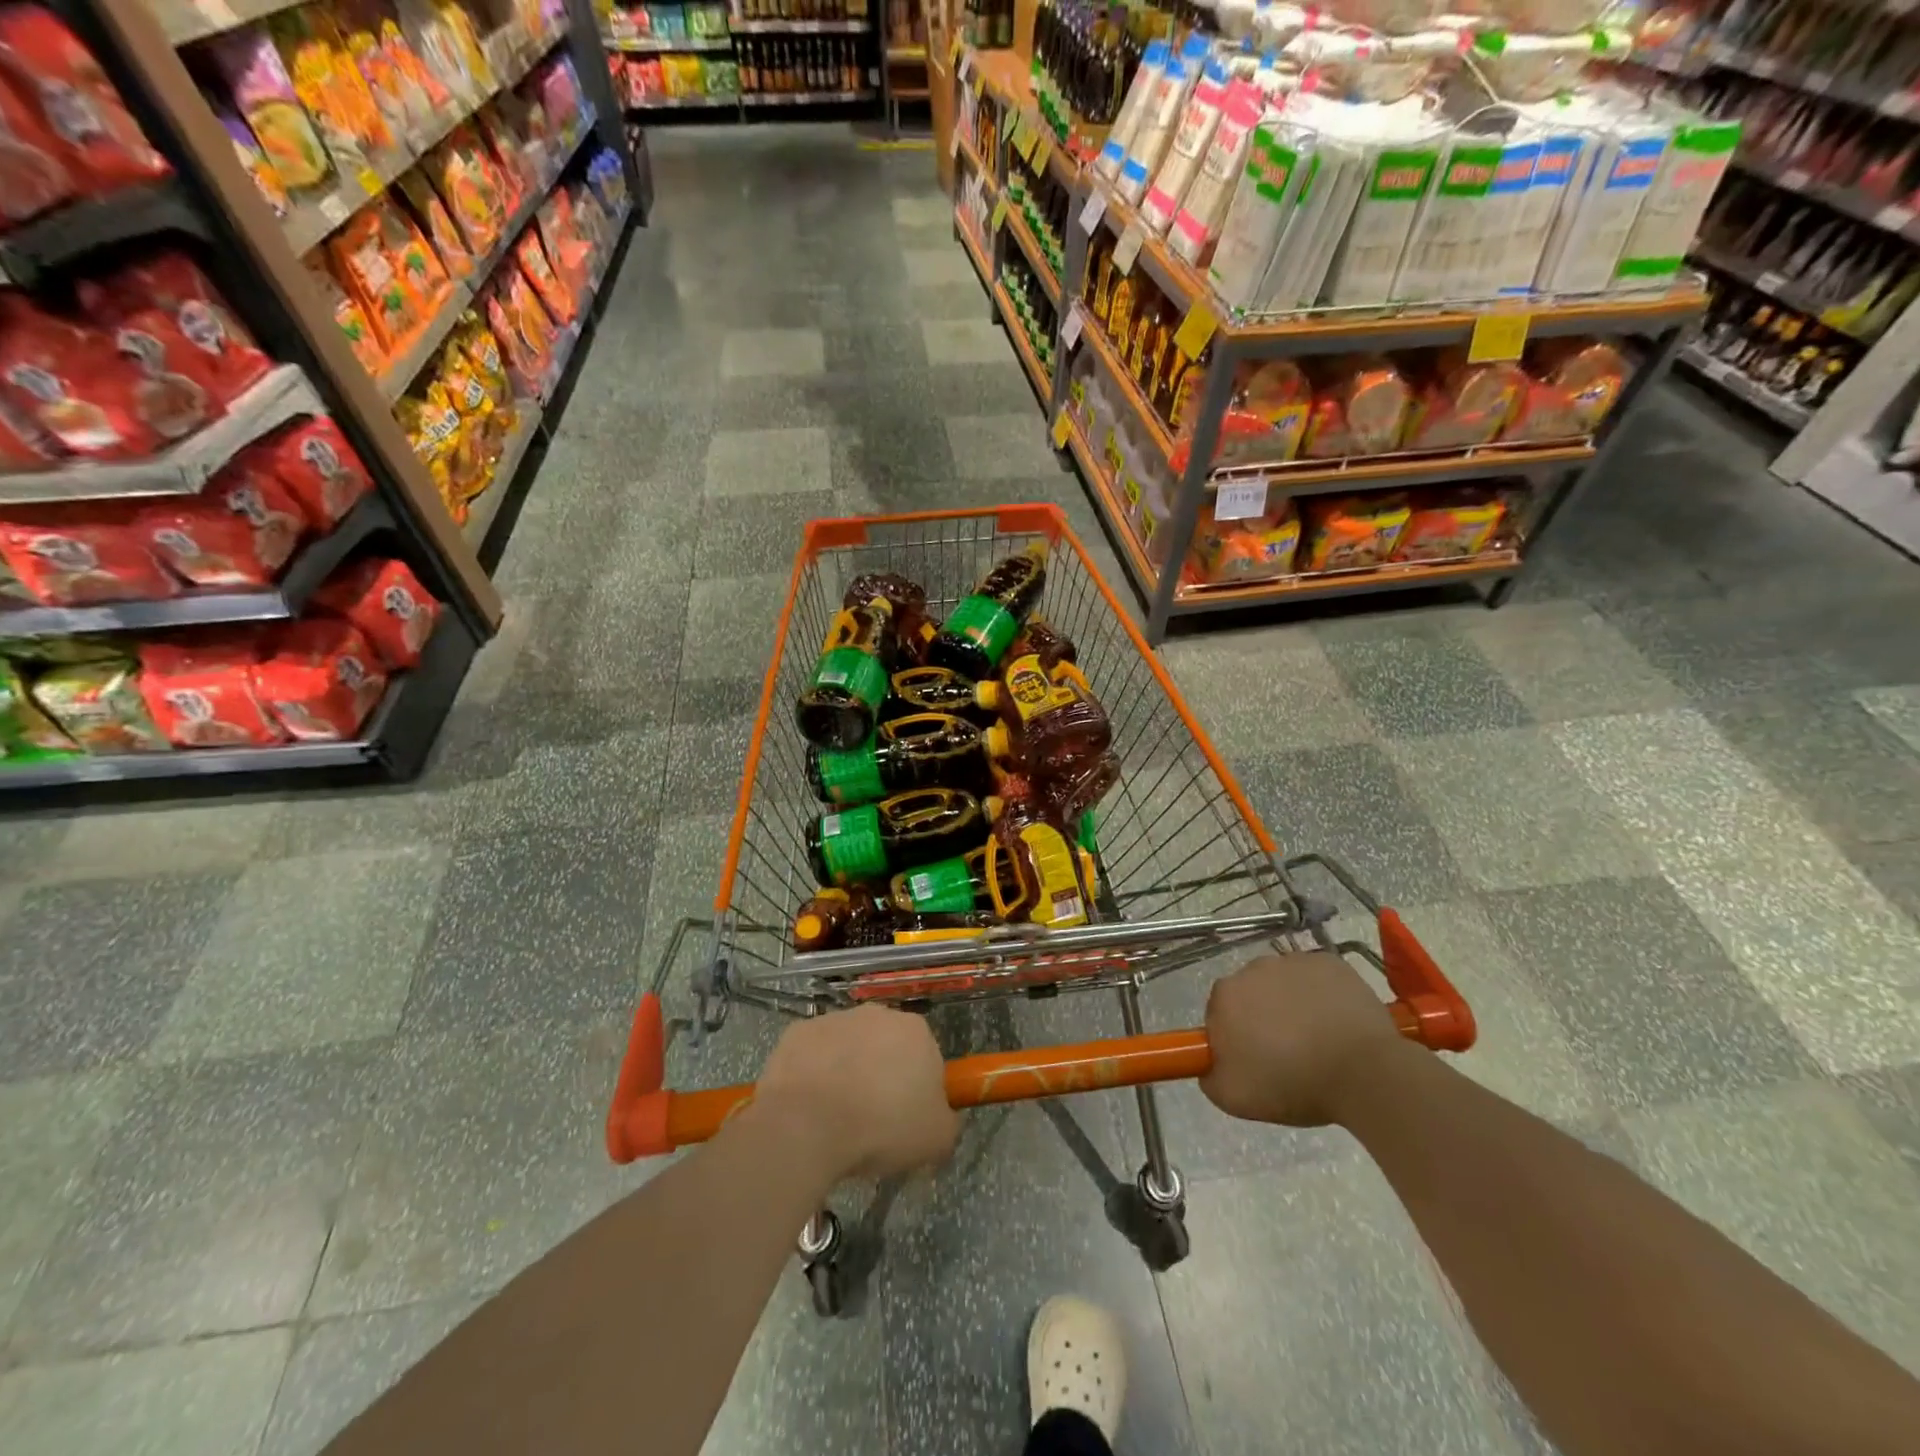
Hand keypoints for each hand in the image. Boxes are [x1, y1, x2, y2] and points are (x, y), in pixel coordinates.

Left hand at [753, 1006, 959, 1182]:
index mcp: (916, 1031)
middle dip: (881, 1076)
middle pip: (885, 1046)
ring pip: (847, 1048)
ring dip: (846, 1073)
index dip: (918, 1089)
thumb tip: (941, 1118)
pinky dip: (812, 1075)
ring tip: (836, 1118)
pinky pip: (812, 1055)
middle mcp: (877, 1014)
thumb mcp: (936, 1139)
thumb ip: (947, 1122)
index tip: (906, 1120)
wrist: (808, 1125)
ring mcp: (834, 1019)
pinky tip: (808, 1107)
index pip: (926, 1057)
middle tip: (873, 1120)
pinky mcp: (798, 1032)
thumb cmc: (882, 1127)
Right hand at [1200, 951, 1407, 1126]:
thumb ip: (1209, 1077)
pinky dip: (1322, 995)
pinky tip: (1337, 1022)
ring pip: (1284, 983)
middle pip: (1251, 994)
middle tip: (1287, 1053)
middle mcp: (1253, 969)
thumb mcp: (1234, 1098)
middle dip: (1263, 1017)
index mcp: (1225, 997)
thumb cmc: (1294, 1084)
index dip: (1235, 1037)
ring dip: (1292, 1004)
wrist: (1364, 1072)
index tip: (1255, 1060)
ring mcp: (1294, 961)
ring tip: (1318, 1039)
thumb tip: (1210, 1063)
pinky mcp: (1330, 962)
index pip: (1219, 1014)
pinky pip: (1317, 977)